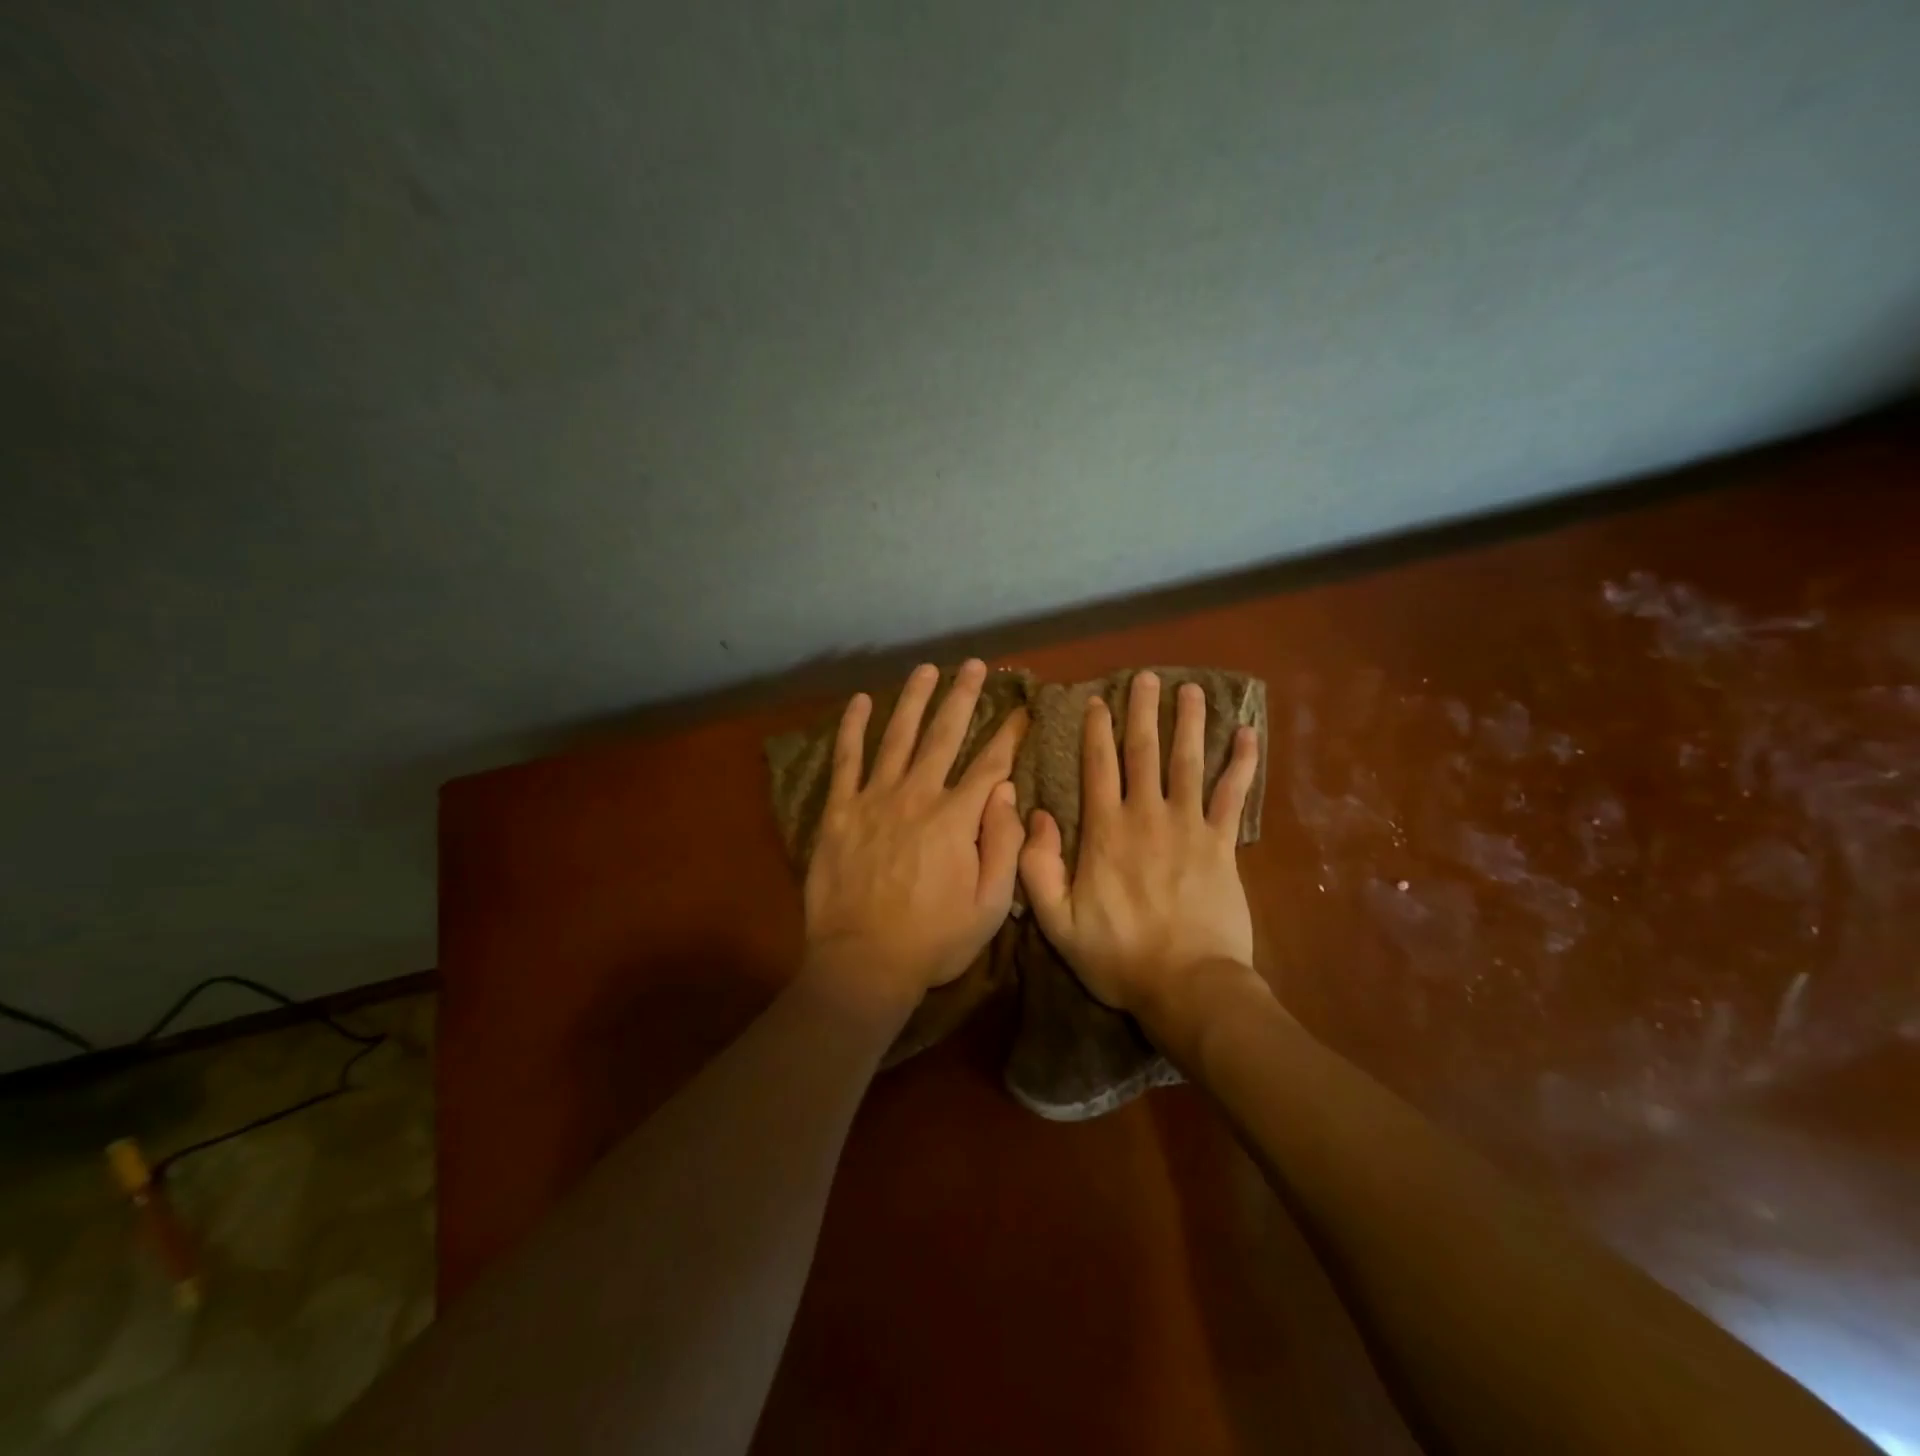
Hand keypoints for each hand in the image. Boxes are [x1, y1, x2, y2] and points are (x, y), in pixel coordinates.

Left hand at [803, 660, 1027, 1018]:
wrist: (864, 963)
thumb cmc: (933, 940)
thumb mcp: (990, 904)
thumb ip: (1002, 845)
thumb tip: (1005, 792)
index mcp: (956, 818)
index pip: (990, 764)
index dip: (1009, 734)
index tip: (1021, 709)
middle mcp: (917, 796)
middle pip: (944, 735)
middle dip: (962, 697)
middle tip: (974, 666)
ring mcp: (874, 799)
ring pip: (898, 736)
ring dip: (914, 700)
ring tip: (926, 669)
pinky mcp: (839, 811)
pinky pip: (846, 760)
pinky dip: (853, 729)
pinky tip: (861, 702)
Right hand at [1018, 673, 1260, 1020]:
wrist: (1188, 986)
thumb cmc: (1118, 956)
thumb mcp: (1057, 921)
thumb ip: (1037, 867)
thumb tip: (1033, 815)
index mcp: (1104, 831)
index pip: (1098, 767)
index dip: (1096, 730)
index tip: (1098, 701)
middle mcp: (1146, 816)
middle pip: (1144, 751)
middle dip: (1144, 711)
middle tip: (1147, 676)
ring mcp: (1188, 826)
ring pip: (1188, 762)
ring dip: (1190, 723)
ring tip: (1192, 690)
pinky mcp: (1221, 844)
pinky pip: (1232, 796)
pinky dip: (1241, 763)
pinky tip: (1248, 734)